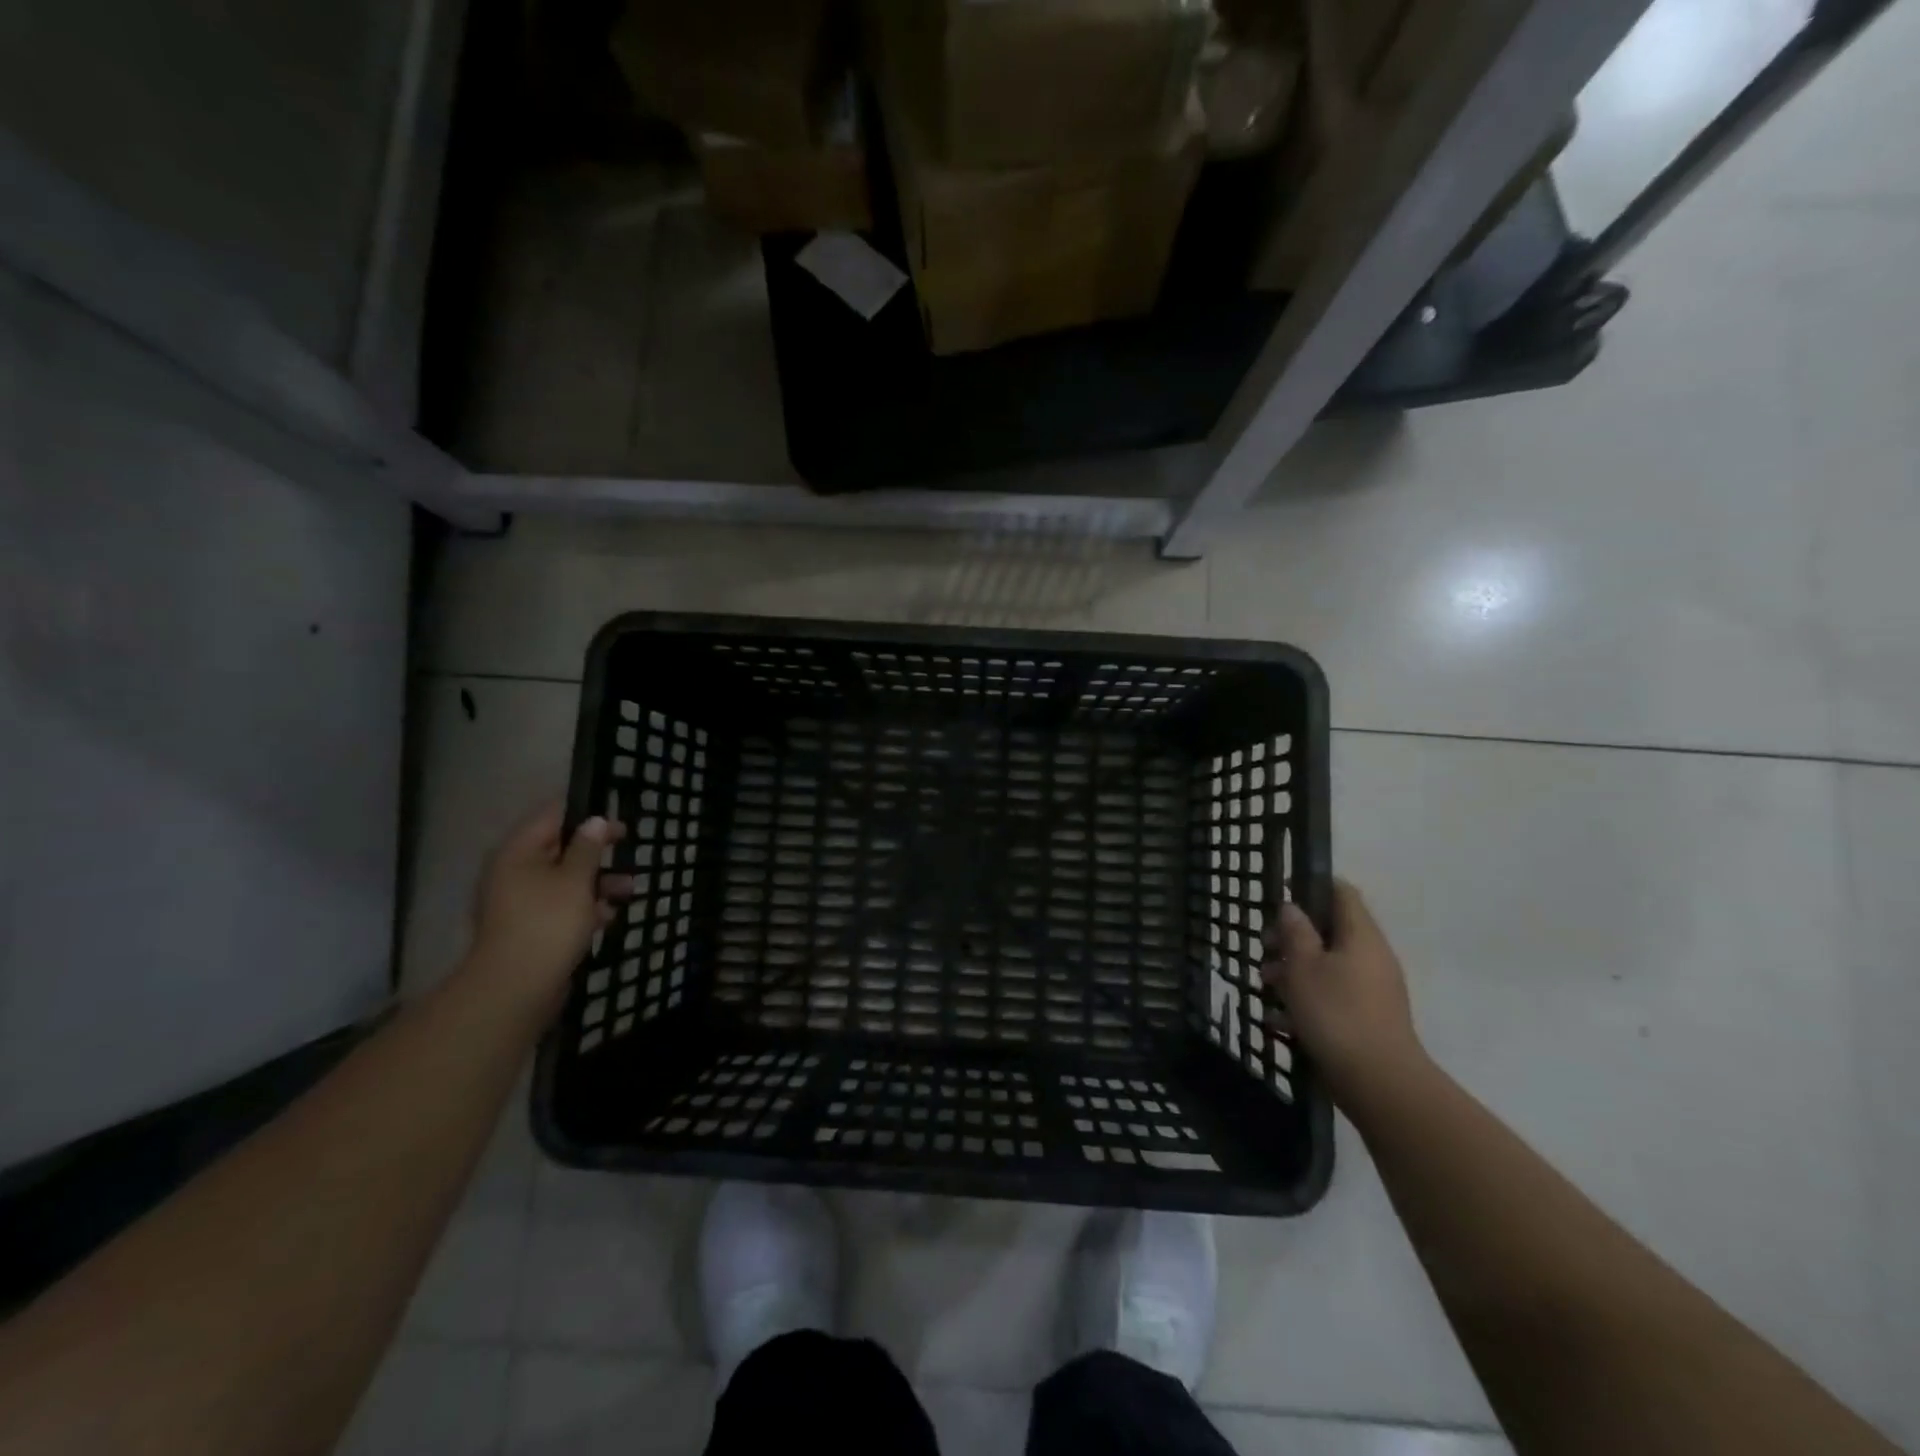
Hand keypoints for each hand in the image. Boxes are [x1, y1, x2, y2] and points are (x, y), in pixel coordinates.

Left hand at [465, 803, 630, 1004]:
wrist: (516, 988)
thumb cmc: (548, 922)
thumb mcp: (576, 879)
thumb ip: (588, 847)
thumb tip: (595, 821)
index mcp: (518, 852)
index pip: (551, 816)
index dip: (585, 813)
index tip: (616, 819)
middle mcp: (515, 872)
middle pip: (560, 849)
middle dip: (596, 853)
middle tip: (628, 850)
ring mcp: (521, 903)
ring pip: (565, 880)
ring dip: (597, 882)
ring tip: (629, 890)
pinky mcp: (531, 928)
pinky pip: (561, 907)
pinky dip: (585, 908)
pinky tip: (608, 917)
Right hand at [1262, 880, 1426, 1106]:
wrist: (1379, 1082)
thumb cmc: (1336, 1013)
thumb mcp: (1303, 966)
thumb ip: (1295, 931)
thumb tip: (1292, 907)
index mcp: (1361, 936)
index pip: (1341, 892)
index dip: (1311, 885)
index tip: (1280, 893)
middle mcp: (1371, 957)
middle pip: (1329, 930)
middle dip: (1292, 936)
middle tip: (1264, 948)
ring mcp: (1372, 989)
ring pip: (1327, 965)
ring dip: (1294, 970)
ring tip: (1265, 986)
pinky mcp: (1367, 1018)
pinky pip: (1332, 995)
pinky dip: (1306, 1000)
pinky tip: (1279, 1019)